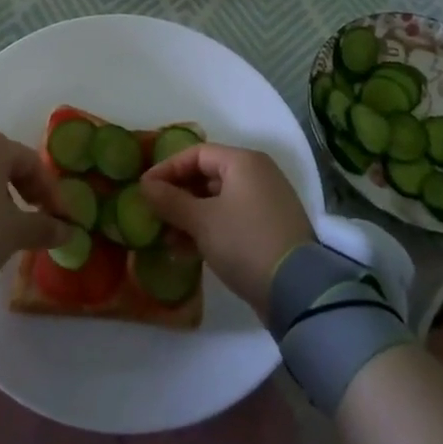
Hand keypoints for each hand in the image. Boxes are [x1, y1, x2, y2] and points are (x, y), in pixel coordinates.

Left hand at [0, 132, 71, 292]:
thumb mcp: (15, 231)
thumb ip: (44, 227)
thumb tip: (68, 230)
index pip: (34, 163)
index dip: (52, 192)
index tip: (62, 219)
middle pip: (8, 165)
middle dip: (28, 191)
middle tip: (39, 217)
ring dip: (3, 199)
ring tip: (12, 226)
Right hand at [140, 144, 313, 317]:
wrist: (297, 290)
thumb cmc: (245, 241)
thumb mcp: (202, 221)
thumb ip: (170, 200)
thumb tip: (145, 186)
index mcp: (244, 162)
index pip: (197, 154)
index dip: (167, 169)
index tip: (144, 190)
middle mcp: (258, 175)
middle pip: (208, 176)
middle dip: (178, 196)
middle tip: (154, 215)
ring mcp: (266, 203)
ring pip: (218, 201)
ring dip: (190, 217)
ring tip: (166, 240)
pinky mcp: (270, 229)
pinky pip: (231, 219)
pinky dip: (209, 229)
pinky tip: (188, 252)